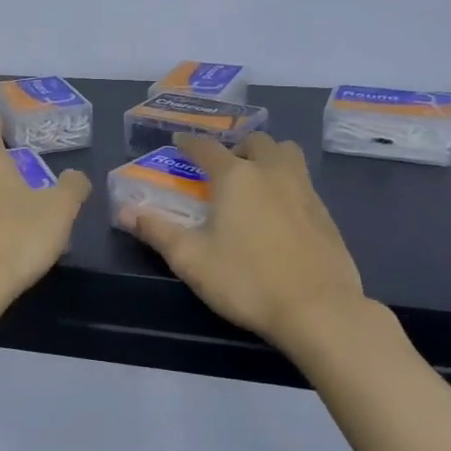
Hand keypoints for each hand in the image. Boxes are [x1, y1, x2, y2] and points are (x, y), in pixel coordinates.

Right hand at [121, 132, 365, 352]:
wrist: (318, 309)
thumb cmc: (247, 281)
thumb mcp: (192, 260)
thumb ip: (158, 231)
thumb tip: (125, 211)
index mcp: (236, 177)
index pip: (207, 148)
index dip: (190, 143)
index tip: (179, 142)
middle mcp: (271, 172)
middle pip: (256, 141)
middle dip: (236, 147)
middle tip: (223, 168)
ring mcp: (304, 190)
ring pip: (287, 153)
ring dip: (268, 156)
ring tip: (256, 180)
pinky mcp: (325, 213)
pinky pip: (303, 181)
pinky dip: (287, 183)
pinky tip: (280, 212)